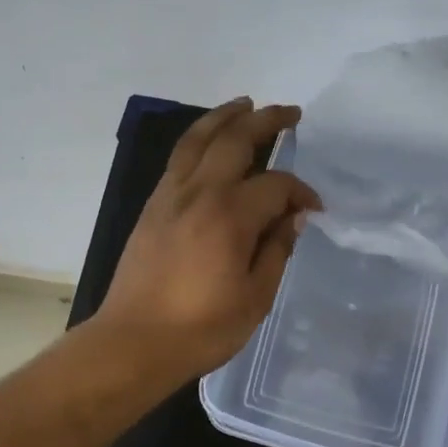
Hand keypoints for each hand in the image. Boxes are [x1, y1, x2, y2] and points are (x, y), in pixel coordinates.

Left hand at [97, 97, 321, 382]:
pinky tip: (211, 143)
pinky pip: (179, 158)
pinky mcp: (152, 205)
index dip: (301, 192)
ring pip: (198, 139)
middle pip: (234, 140)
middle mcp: (199, 193)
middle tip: (290, 113)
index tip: (314, 209)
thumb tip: (292, 218)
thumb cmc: (201, 328)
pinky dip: (199, 139)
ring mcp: (170, 196)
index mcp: (230, 216)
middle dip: (266, 120)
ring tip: (245, 104)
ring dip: (225, 116)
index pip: (275, 185)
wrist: (133, 342)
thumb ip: (276, 250)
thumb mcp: (255, 297)